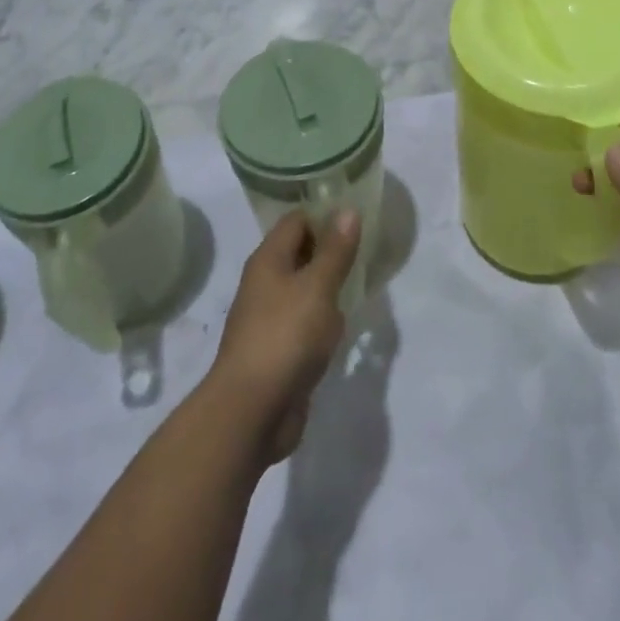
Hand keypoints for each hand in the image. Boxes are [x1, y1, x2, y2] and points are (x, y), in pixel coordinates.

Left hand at [207, 210, 361, 464]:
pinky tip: (341, 326)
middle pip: (299, 253)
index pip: (297, 220)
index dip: (325, 215)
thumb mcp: (318, 287)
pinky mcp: (277, 349)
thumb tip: (347, 209)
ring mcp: (269, 317)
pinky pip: (303, 322)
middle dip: (330, 250)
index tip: (359, 219)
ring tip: (360, 283)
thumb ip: (335, 250)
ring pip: (303, 289)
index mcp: (269, 259)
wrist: (251, 411)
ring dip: (328, 286)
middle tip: (367, 249)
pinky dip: (321, 319)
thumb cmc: (285, 336)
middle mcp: (265, 283)